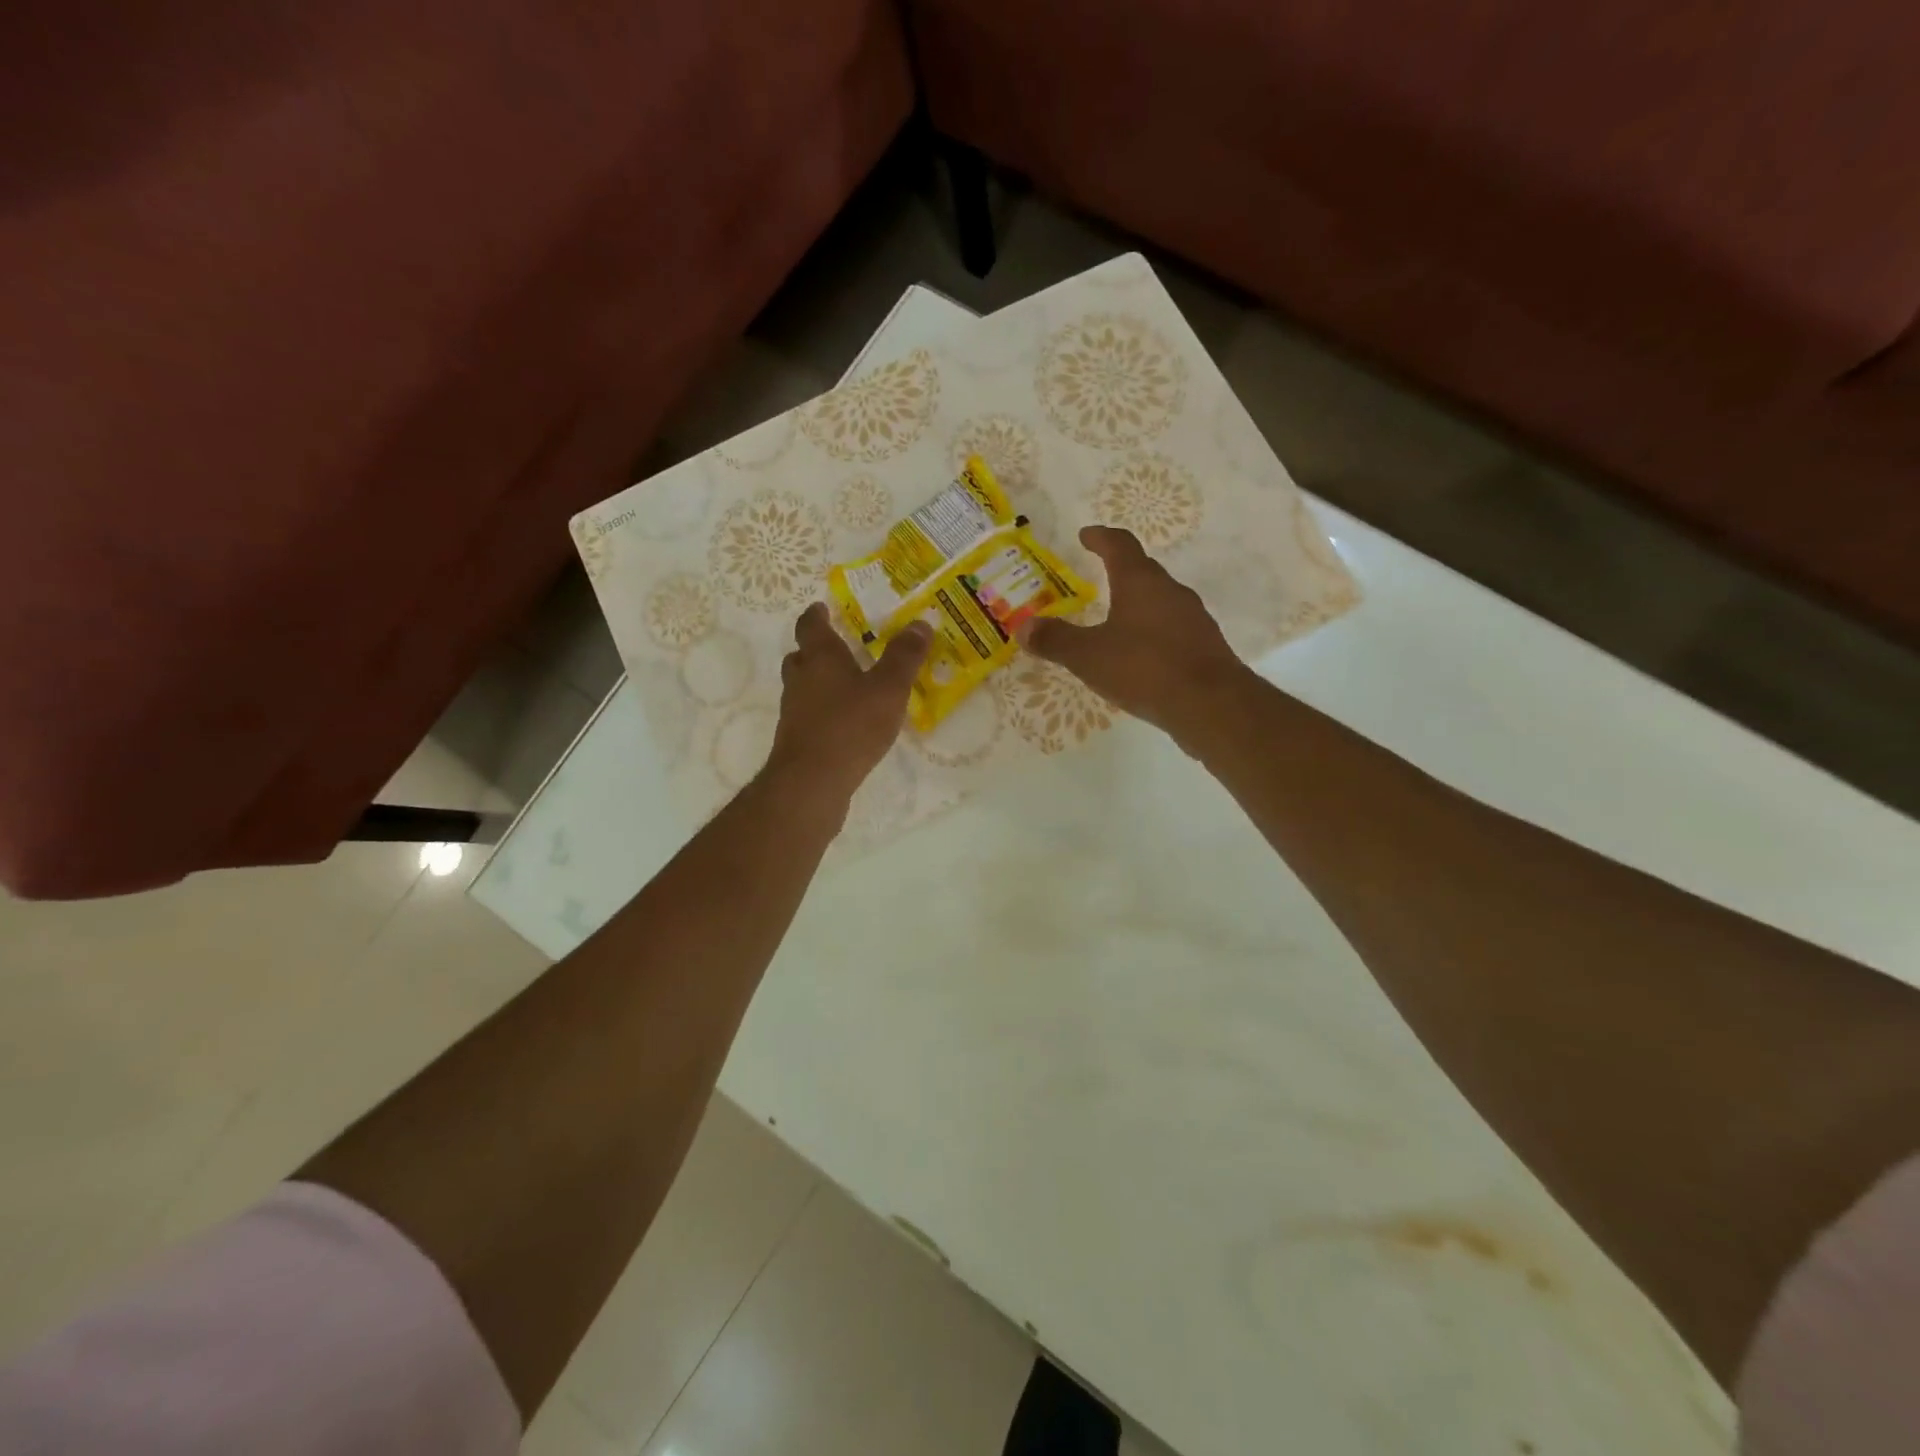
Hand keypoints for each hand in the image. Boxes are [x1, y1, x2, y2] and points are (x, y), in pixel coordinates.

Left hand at [766, 603, 932, 805]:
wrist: (812, 781)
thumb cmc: (851, 725)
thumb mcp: (888, 688)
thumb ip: (904, 657)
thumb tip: (920, 623)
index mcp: (820, 657)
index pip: (811, 626)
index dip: (816, 615)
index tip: (823, 608)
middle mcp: (801, 680)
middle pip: (801, 656)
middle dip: (816, 649)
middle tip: (838, 647)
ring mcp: (794, 711)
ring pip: (802, 687)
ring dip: (819, 682)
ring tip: (846, 686)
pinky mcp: (797, 740)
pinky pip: (809, 715)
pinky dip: (823, 711)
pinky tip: (845, 723)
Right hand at [1023, 525, 1248, 744]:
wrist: (1210, 704)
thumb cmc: (1144, 668)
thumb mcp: (1088, 656)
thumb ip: (1055, 640)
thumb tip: (1023, 627)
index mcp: (1140, 582)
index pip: (1120, 545)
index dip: (1101, 537)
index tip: (1086, 535)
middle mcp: (1170, 591)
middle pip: (1143, 570)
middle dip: (1119, 570)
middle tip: (1098, 576)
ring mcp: (1193, 617)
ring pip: (1160, 600)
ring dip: (1137, 602)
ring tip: (1115, 618)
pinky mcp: (1204, 645)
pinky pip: (1172, 628)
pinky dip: (1152, 631)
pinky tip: (1141, 654)